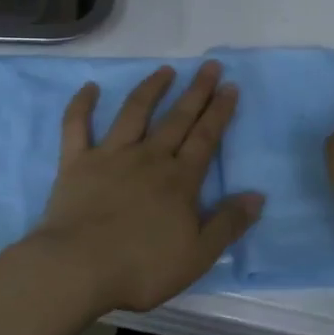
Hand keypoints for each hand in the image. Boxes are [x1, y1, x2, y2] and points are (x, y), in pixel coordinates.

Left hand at [29, 61, 264, 313]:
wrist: (78, 268)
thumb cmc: (141, 267)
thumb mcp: (197, 255)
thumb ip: (227, 224)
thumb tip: (257, 196)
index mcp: (179, 180)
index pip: (206, 138)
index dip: (219, 111)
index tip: (230, 86)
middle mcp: (148, 157)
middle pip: (177, 118)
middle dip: (196, 91)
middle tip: (209, 66)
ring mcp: (110, 155)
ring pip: (134, 112)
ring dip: (151, 88)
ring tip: (165, 69)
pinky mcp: (76, 162)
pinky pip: (77, 126)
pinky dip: (82, 104)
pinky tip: (90, 87)